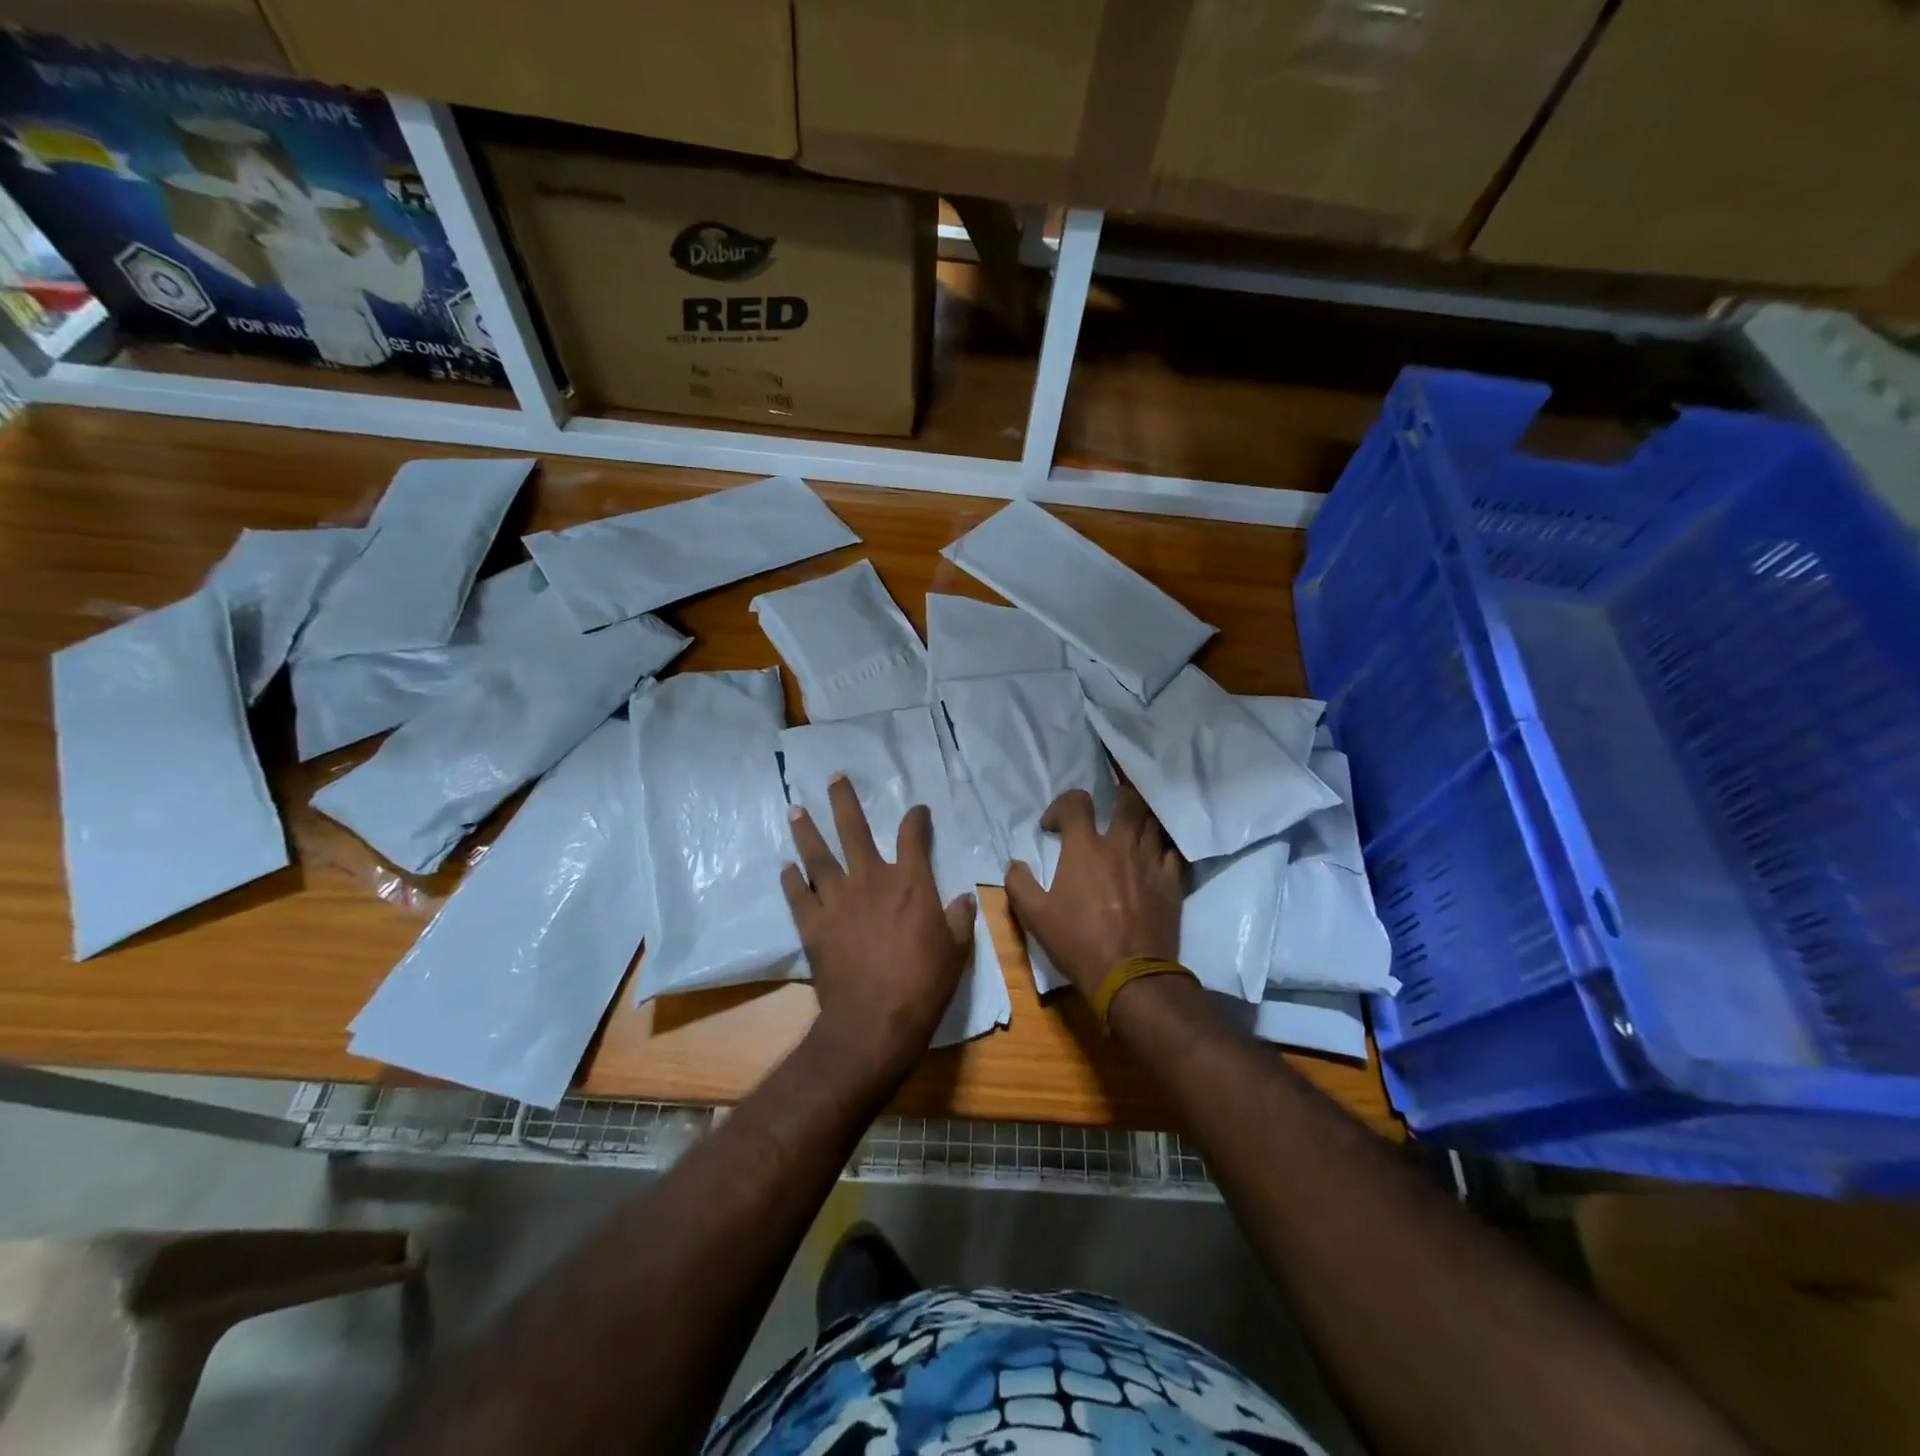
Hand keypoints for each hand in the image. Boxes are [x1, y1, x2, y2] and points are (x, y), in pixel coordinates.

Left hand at [782, 775, 973, 1083]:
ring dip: (806, 832)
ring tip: (796, 810)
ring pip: (818, 856)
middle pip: (854, 830)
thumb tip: (962, 899)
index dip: (917, 818)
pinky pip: (798, 896)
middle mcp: (870, 880)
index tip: (918, 810)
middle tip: (833, 778)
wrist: (875, 1020)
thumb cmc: (923, 983)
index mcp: (910, 882)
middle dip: (844, 801)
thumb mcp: (956, 950)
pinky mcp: (813, 925)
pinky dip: (791, 881)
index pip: (914, 836)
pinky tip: (785, 868)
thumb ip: (959, 918)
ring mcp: (837, 901)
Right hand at [1005, 785, 1183, 999]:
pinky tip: (1155, 856)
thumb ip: (1019, 883)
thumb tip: (1014, 863)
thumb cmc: (1078, 942)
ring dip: (1140, 819)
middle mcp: (1121, 844)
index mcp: (1085, 847)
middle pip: (1127, 800)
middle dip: (1116, 795)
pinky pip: (1172, 851)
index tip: (1053, 827)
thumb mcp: (1034, 916)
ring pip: (1152, 822)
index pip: (1076, 802)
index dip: (1061, 806)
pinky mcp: (1172, 881)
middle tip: (1108, 806)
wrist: (1130, 976)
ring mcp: (1151, 860)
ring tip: (1131, 827)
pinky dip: (1162, 848)